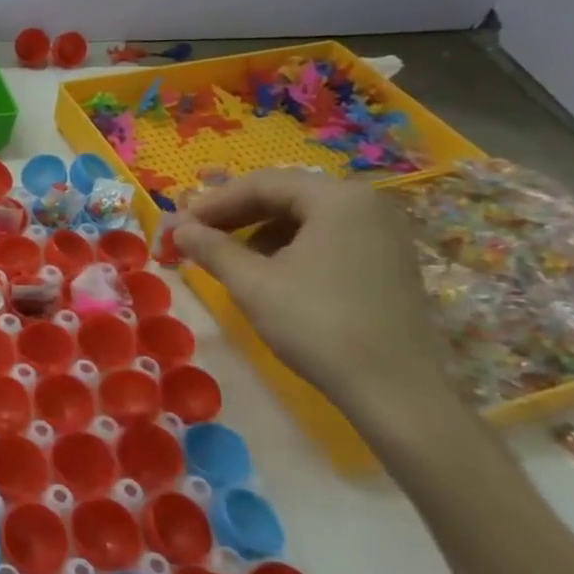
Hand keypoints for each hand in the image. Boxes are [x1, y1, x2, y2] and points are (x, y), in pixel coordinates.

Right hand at [171, 169, 457, 442]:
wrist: (395, 390)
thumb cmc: (318, 324)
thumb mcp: (252, 283)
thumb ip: (212, 248)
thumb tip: (179, 229)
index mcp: (337, 198)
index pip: (261, 183)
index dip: (214, 202)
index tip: (180, 224)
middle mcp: (367, 204)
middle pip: (286, 196)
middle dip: (236, 215)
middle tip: (197, 236)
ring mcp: (384, 234)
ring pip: (306, 218)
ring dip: (260, 232)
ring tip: (228, 258)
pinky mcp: (389, 263)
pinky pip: (328, 238)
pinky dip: (291, 247)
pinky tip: (269, 274)